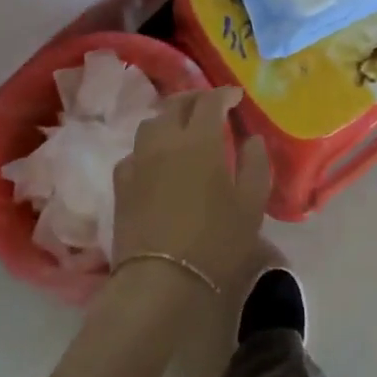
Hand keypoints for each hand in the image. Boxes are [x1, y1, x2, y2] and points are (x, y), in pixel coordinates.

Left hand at [112, 86, 270, 294]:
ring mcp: (138, 160)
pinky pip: (135, 152)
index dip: (224, 94)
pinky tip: (157, 160)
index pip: (210, 101)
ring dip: (170, 118)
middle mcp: (165, 140)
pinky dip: (150, 147)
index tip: (235, 97)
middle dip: (195, 99)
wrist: (160, 282)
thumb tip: (253, 139)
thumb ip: (255, 164)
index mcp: (200, 139)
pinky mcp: (121, 184)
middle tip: (210, 106)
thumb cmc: (215, 242)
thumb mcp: (250, 204)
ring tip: (183, 128)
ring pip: (152, 123)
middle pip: (176, 104)